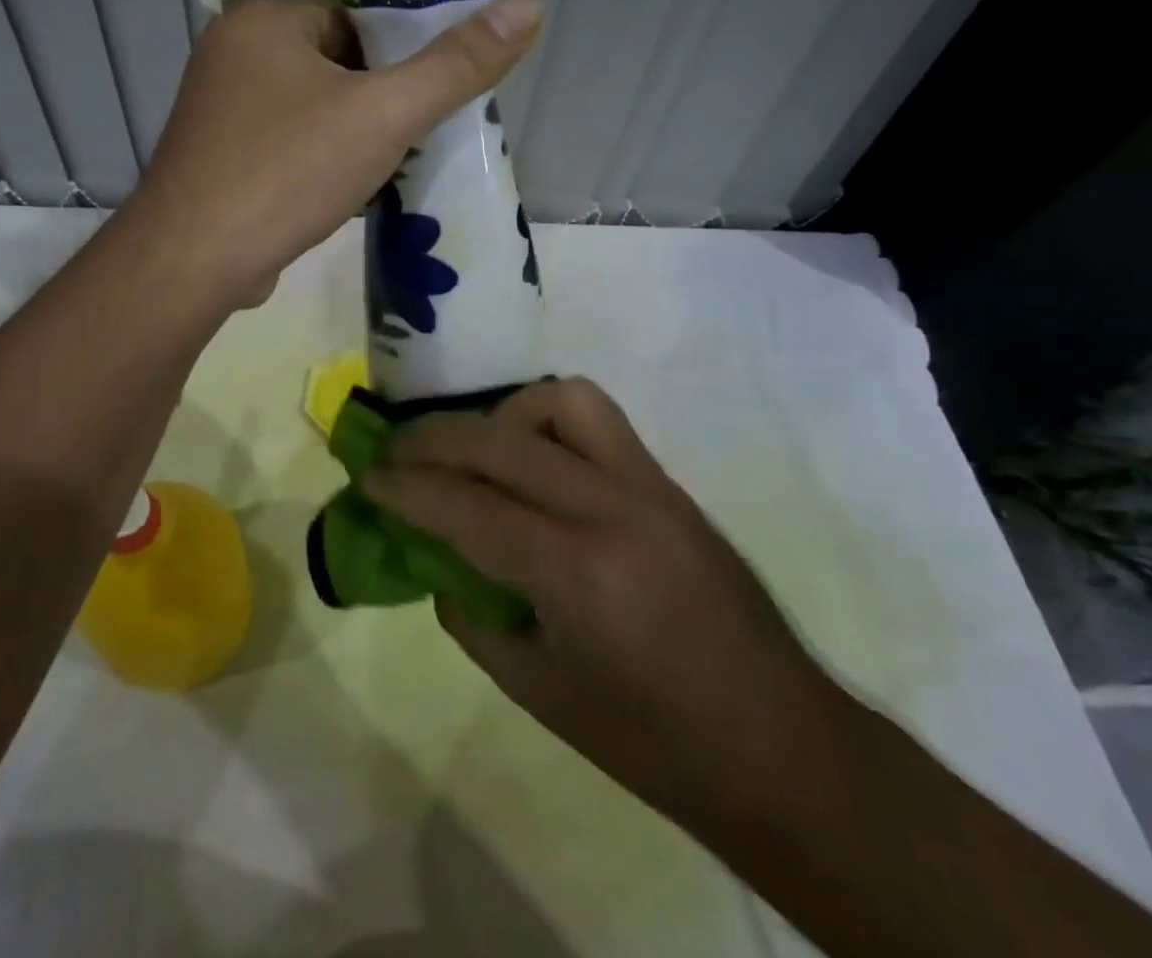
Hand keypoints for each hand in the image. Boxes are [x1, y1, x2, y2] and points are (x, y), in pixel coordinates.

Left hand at [132, 0, 540, 307]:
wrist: (192, 264)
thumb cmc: (286, 173)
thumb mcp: (383, 115)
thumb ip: (456, 65)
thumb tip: (528, 5)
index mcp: (262, 20)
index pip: (355, 21)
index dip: (400, 62)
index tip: (424, 107)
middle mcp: (230, 53)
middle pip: (335, 65)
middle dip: (376, 106)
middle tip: (409, 146)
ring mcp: (217, 110)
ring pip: (311, 110)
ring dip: (350, 139)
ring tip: (380, 176)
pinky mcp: (216, 158)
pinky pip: (285, 145)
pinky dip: (316, 164)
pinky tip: (337, 197)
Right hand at [365, 377, 847, 826]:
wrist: (784, 749)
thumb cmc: (653, 743)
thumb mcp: (539, 692)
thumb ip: (474, 615)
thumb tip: (440, 560)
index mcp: (578, 574)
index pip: (467, 507)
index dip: (406, 489)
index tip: (367, 477)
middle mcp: (612, 510)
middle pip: (501, 441)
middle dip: (433, 439)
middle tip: (397, 452)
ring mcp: (649, 488)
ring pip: (561, 402)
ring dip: (502, 416)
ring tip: (477, 450)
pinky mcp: (670, 485)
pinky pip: (599, 422)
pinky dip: (550, 423)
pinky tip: (534, 460)